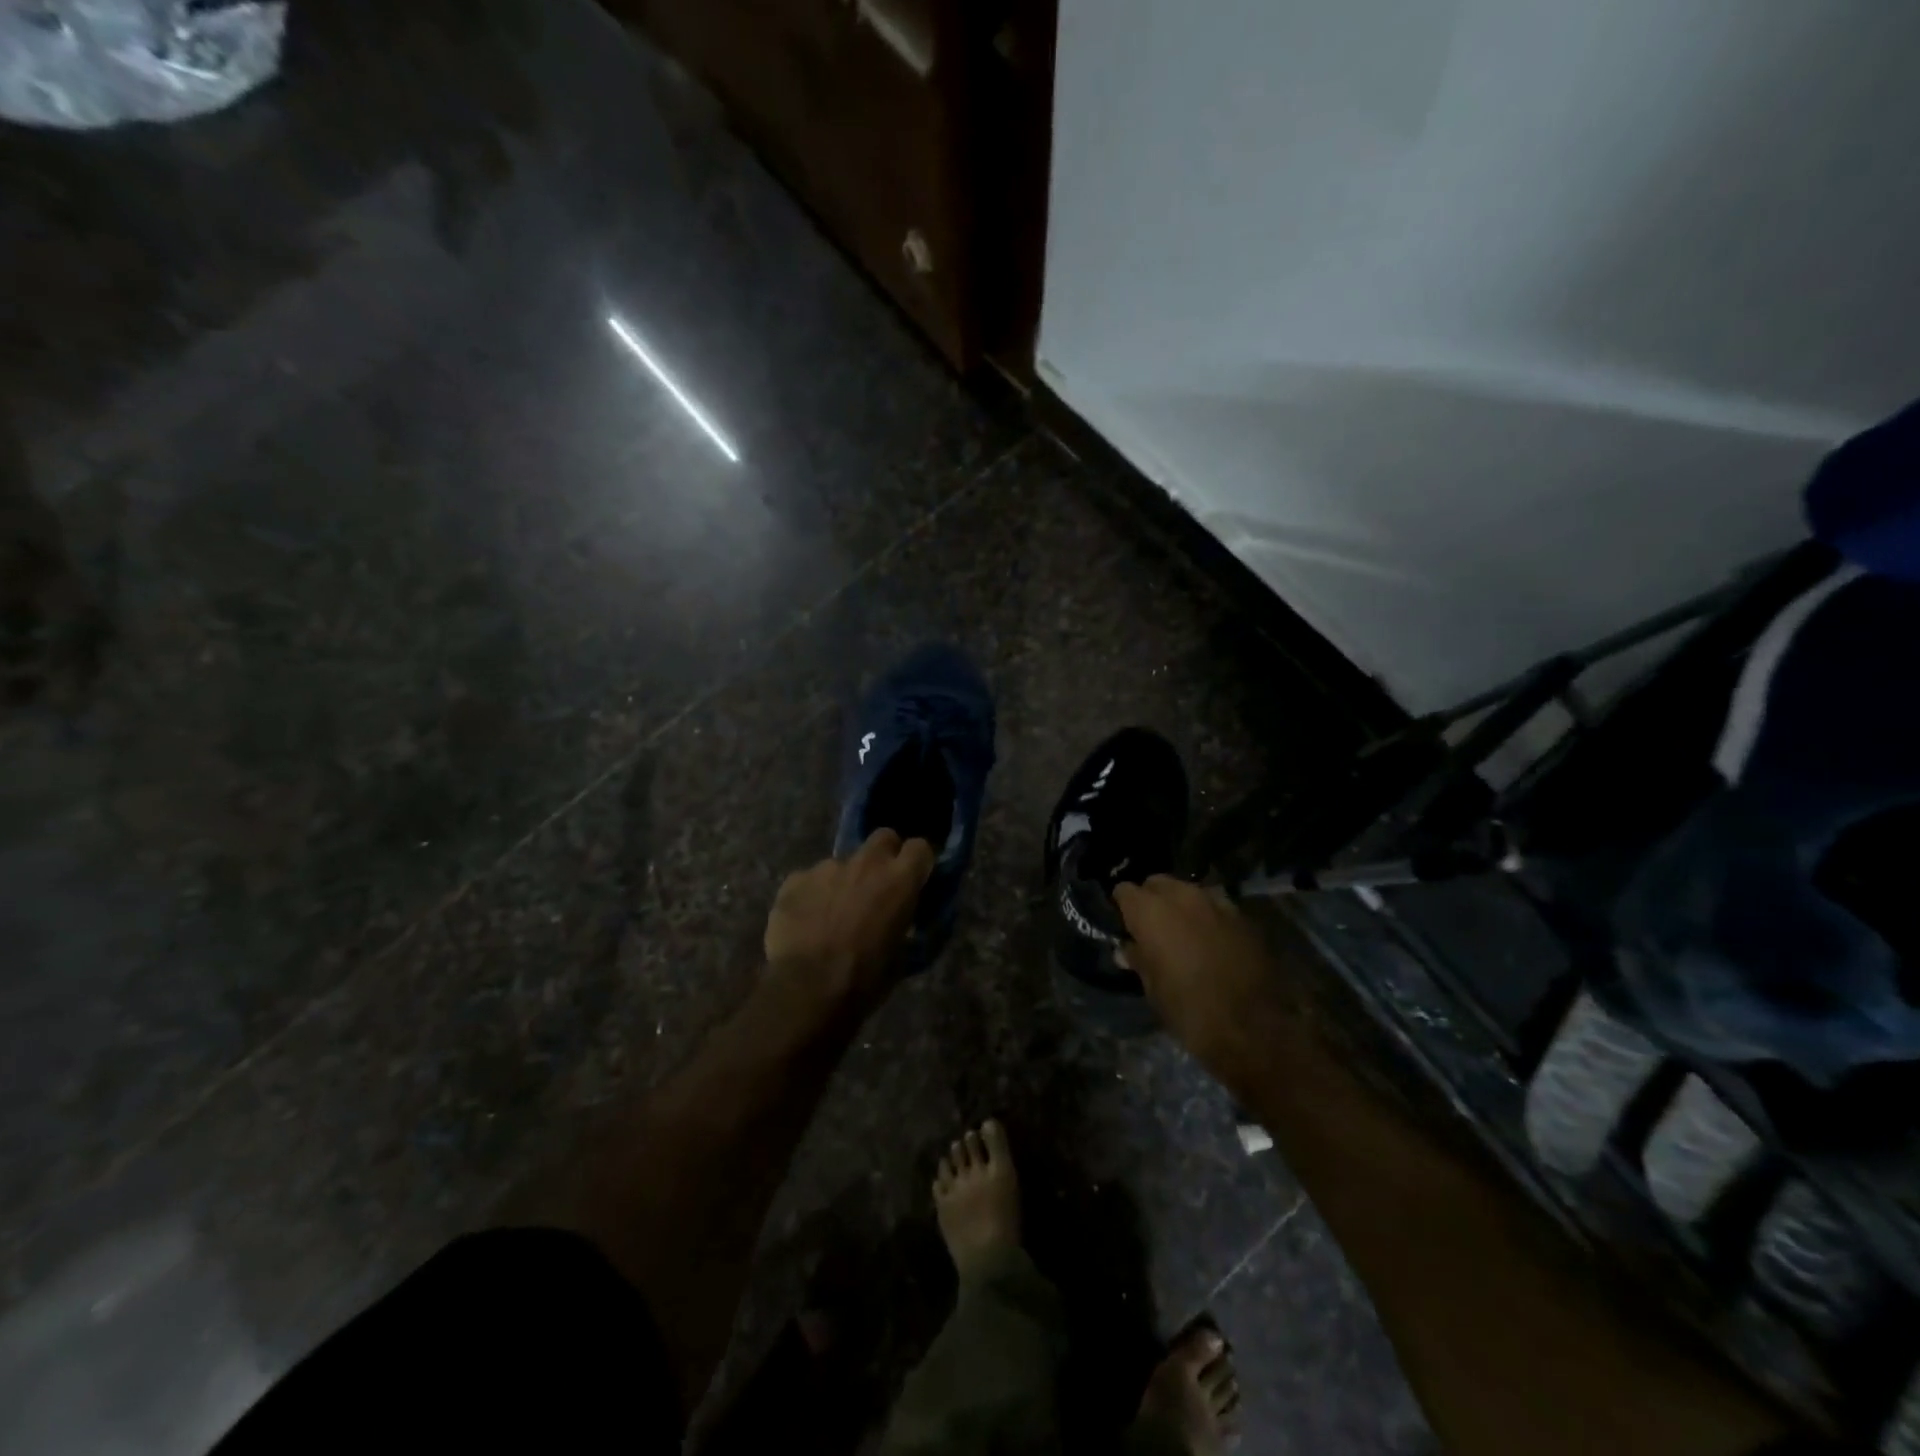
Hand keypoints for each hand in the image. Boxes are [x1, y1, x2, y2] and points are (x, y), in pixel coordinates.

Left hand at [764, 829, 935, 1003]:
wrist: (808, 989)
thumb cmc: (865, 978)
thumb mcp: (902, 955)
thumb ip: (905, 923)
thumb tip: (905, 918)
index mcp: (899, 880)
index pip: (920, 848)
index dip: (918, 862)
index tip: (915, 879)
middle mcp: (866, 863)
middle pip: (883, 838)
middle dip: (884, 856)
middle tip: (877, 886)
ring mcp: (827, 867)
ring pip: (843, 863)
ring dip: (844, 881)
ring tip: (833, 914)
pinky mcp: (795, 879)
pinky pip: (810, 880)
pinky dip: (812, 895)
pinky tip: (806, 922)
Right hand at [1113, 876, 1283, 1075]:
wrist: (1253, 1028)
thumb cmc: (1189, 1010)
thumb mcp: (1153, 989)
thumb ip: (1139, 959)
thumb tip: (1128, 949)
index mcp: (1150, 911)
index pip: (1124, 890)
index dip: (1122, 906)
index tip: (1125, 924)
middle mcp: (1182, 896)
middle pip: (1158, 883)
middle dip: (1152, 899)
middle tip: (1153, 927)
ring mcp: (1216, 903)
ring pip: (1190, 891)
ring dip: (1183, 906)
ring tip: (1184, 932)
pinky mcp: (1243, 916)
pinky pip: (1217, 907)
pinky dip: (1209, 918)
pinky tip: (1212, 941)